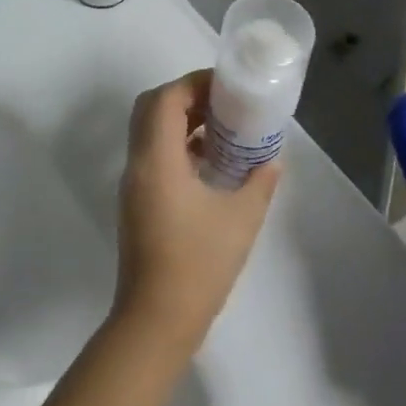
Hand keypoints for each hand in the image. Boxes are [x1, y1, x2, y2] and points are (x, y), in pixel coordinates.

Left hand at [111, 70, 280, 361]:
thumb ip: (260, 182)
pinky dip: (178, 146)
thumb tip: (272, 160)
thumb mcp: (241, 219)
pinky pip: (154, 156)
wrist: (156, 321)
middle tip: (223, 103)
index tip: (226, 86)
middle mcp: (138, 165)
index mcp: (157, 160)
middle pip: (152, 109)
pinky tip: (211, 163)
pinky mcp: (138, 203)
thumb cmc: (198, 265)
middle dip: (186, 97)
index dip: (194, 83)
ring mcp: (134, 185)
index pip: (165, 99)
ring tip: (223, 128)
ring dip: (182, 121)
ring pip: (150, 132)